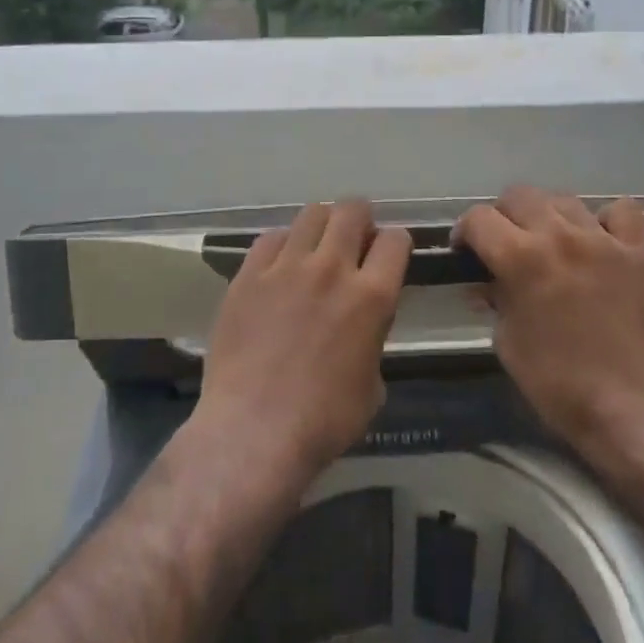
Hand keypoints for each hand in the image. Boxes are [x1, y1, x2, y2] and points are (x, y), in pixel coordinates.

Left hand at [197, 200, 411, 477]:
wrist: (254, 432)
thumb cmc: (323, 422)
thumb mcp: (372, 385)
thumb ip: (372, 339)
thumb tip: (363, 324)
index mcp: (371, 296)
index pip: (395, 240)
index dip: (394, 244)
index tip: (386, 256)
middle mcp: (331, 269)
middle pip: (353, 210)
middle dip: (360, 220)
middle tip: (353, 241)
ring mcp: (286, 267)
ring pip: (311, 214)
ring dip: (322, 226)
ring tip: (315, 249)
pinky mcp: (248, 275)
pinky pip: (270, 238)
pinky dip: (282, 246)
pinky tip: (279, 267)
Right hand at [456, 187, 643, 457]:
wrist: (633, 410)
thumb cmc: (558, 384)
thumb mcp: (507, 342)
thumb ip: (495, 299)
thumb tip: (487, 282)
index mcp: (521, 259)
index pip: (479, 218)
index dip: (466, 233)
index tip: (466, 252)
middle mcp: (560, 236)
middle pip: (519, 195)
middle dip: (504, 217)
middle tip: (507, 245)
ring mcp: (604, 240)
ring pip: (564, 199)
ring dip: (549, 217)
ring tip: (553, 244)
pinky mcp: (641, 251)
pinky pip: (621, 211)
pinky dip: (606, 221)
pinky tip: (601, 242)